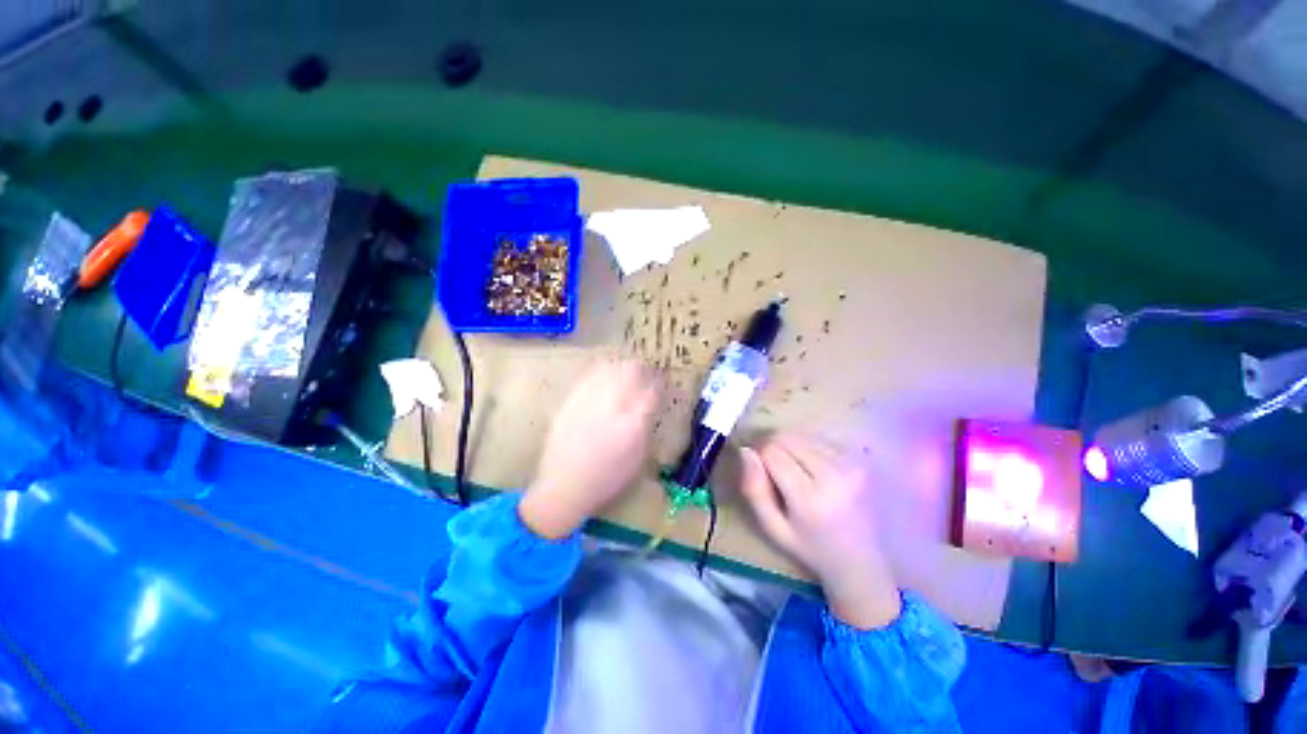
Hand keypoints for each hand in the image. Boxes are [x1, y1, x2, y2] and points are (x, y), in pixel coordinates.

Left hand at [519, 360, 660, 538]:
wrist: (564, 485)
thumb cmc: (607, 477)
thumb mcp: (638, 457)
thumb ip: (646, 426)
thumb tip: (651, 403)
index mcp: (633, 424)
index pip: (652, 390)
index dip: (659, 384)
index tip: (660, 384)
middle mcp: (612, 406)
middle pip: (631, 370)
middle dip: (641, 370)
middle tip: (643, 376)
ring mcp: (589, 400)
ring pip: (610, 367)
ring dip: (621, 369)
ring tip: (624, 375)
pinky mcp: (571, 400)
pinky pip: (590, 376)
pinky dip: (601, 374)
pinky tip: (603, 380)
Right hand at [739, 434, 901, 628]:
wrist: (867, 562)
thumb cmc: (813, 549)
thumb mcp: (774, 529)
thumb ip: (754, 490)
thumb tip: (746, 451)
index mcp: (811, 499)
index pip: (771, 451)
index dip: (758, 455)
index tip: (759, 469)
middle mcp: (836, 475)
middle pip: (787, 438)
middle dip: (773, 447)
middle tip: (774, 469)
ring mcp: (854, 464)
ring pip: (803, 436)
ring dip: (792, 447)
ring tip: (797, 472)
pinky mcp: (863, 459)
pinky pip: (822, 439)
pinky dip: (810, 448)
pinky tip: (816, 470)